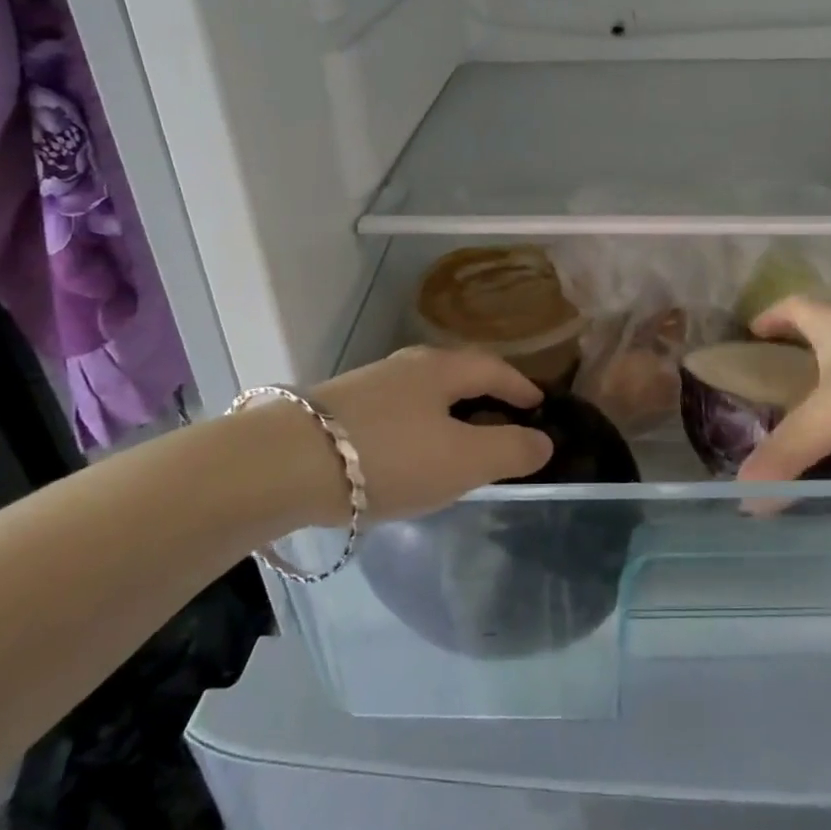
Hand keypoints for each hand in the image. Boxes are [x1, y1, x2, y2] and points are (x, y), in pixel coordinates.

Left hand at [309, 346, 553, 521]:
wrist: (286, 463)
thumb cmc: (389, 456)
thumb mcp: (462, 460)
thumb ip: (509, 450)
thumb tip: (544, 441)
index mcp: (442, 369)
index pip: (494, 369)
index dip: (520, 386)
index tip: (539, 403)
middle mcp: (407, 366)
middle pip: (457, 375)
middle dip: (484, 396)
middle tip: (503, 423)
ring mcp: (369, 385)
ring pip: (423, 394)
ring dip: (448, 414)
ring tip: (458, 444)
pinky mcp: (338, 410)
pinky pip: (396, 413)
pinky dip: (418, 428)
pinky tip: (408, 455)